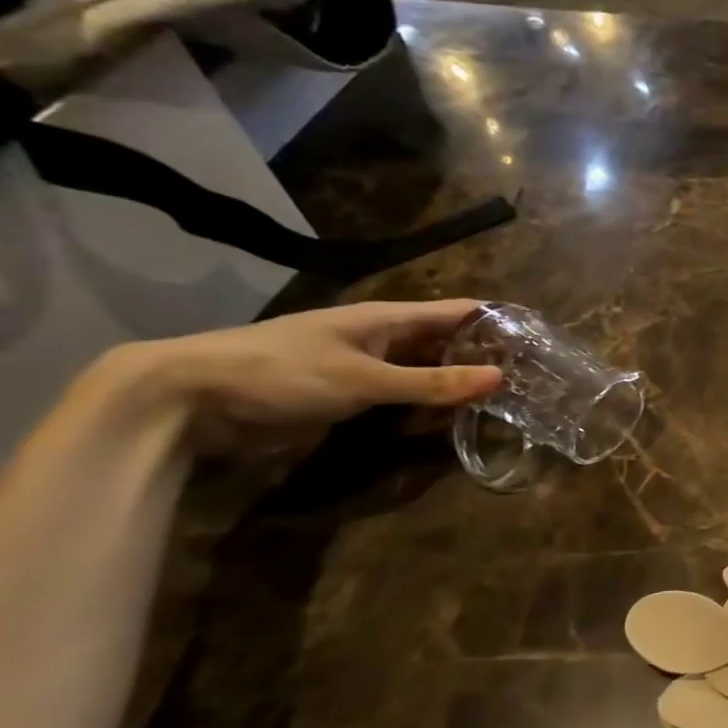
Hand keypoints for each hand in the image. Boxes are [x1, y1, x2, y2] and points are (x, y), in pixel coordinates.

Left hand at [106, 300, 502, 448]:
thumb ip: (432, 382)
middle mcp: (382, 336)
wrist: (187, 399)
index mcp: (388, 318)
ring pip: (425, 367)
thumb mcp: (364, 380)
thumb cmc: (281, 373)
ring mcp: (364, 364)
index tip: (540, 339)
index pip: (460, 311)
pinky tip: (453, 415)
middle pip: (447, 339)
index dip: (499, 321)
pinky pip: (402, 392)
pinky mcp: (347, 393)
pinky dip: (429, 400)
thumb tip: (500, 379)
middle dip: (485, 353)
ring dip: (458, 378)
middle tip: (532, 376)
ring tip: (505, 397)